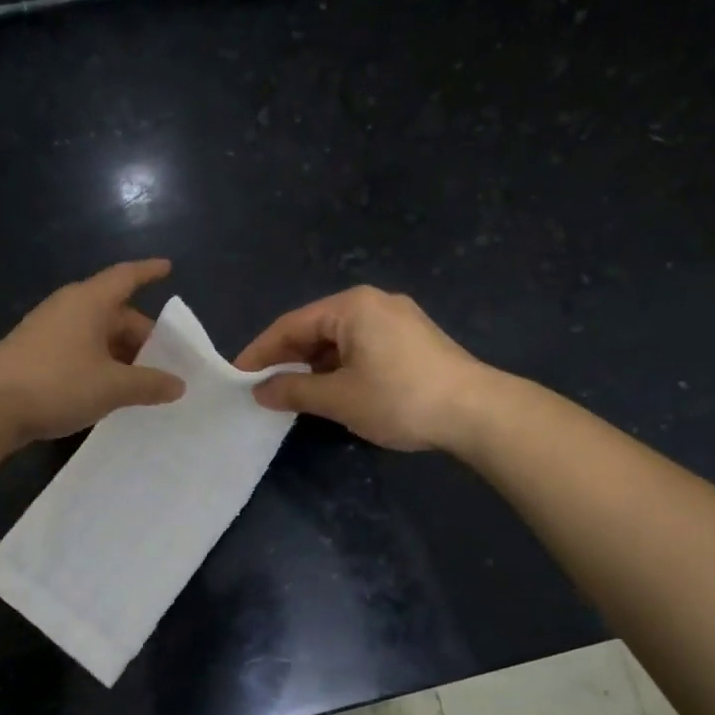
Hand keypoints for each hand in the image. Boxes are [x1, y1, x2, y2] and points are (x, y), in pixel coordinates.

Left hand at [0, 259, 184, 445]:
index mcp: (89, 301)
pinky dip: (99, 364)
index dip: (148, 272)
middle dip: (141, 335)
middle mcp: (68, 308)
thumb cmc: (57, 382)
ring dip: (120, 353)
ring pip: (96, 335)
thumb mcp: (112, 387)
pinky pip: (78, 351)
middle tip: (165, 361)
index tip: (168, 267)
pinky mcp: (34, 355)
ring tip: (142, 380)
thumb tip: (178, 384)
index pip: (126, 277)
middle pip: (114, 312)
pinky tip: (108, 390)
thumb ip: (149, 384)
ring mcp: (48, 331)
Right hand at [234, 286, 489, 451]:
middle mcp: (373, 302)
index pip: (291, 325)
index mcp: (351, 306)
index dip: (261, 351)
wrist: (476, 411)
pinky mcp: (414, 339)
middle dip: (288, 358)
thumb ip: (294, 391)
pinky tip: (333, 390)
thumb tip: (261, 391)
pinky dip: (341, 366)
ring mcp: (398, 319)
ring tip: (294, 394)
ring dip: (315, 366)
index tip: (238, 375)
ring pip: (340, 339)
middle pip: (316, 328)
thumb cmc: (399, 398)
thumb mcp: (339, 398)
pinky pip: (363, 346)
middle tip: (263, 387)